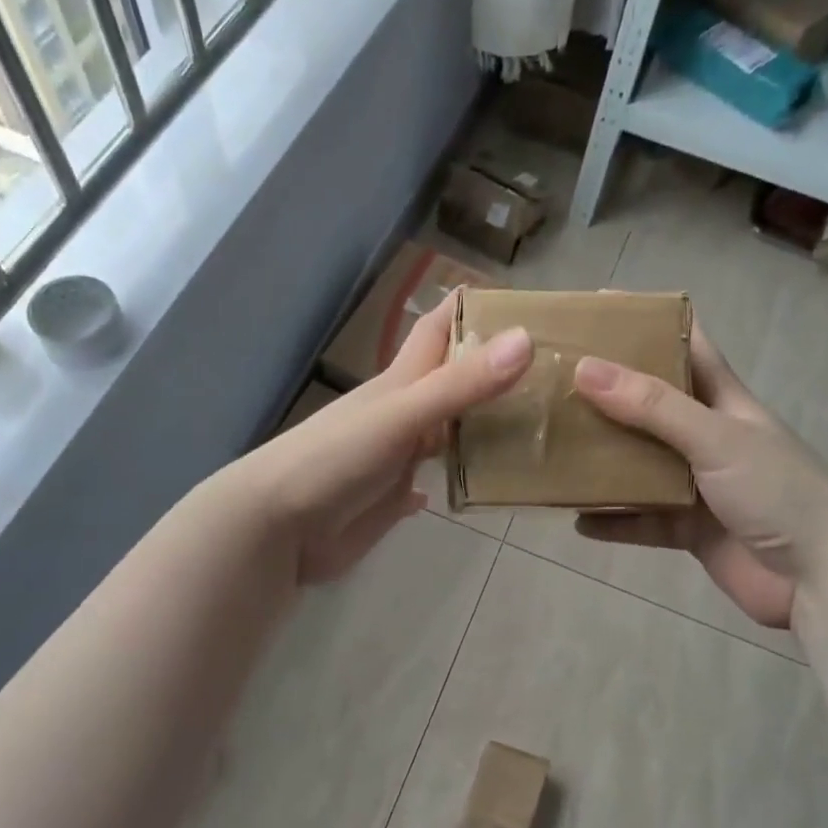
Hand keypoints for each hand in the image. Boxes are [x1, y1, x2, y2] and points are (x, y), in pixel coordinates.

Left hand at [237, 291, 532, 583]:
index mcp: (401, 383)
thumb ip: (460, 384)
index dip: (471, 310)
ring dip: (478, 430)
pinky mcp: (389, 499)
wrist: (277, 525)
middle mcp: (402, 415)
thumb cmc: (336, 459)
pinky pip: (426, 484)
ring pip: (445, 434)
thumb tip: (526, 338)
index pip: (438, 330)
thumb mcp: (401, 415)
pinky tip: (473, 488)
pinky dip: (450, 482)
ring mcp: (395, 458)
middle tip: (550, 374)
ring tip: (534, 429)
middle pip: (450, 383)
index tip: (521, 301)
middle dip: (491, 373)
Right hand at [570, 326, 827, 629]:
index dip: (646, 322)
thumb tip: (584, 367)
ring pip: (638, 463)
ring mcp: (697, 484)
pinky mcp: (689, 528)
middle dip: (606, 393)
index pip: (685, 343)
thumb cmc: (778, 492)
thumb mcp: (716, 438)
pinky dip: (613, 521)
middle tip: (552, 381)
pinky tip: (577, 519)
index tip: (595, 307)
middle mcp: (706, 436)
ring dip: (602, 459)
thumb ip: (652, 406)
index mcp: (723, 400)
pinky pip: (641, 519)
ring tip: (553, 449)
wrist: (822, 580)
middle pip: (649, 404)